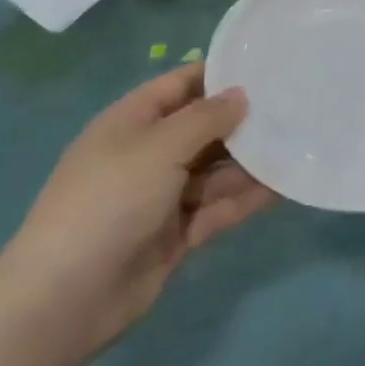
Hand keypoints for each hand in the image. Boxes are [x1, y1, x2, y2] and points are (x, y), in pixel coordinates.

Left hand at [0, 64, 272, 355]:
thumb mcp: (159, 147)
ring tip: (299, 146)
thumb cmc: (108, 202)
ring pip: (217, 170)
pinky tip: (283, 187)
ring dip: (252, 162)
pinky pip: (218, 207)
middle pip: (204, 128)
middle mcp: (149, 154)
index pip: (181, 85)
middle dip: (244, 121)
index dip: (220, 74)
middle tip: (296, 108)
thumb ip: (206, 118)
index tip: (268, 66)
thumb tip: (241, 95)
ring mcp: (163, 196)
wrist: (66, 298)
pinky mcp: (177, 233)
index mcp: (132, 122)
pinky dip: (246, 198)